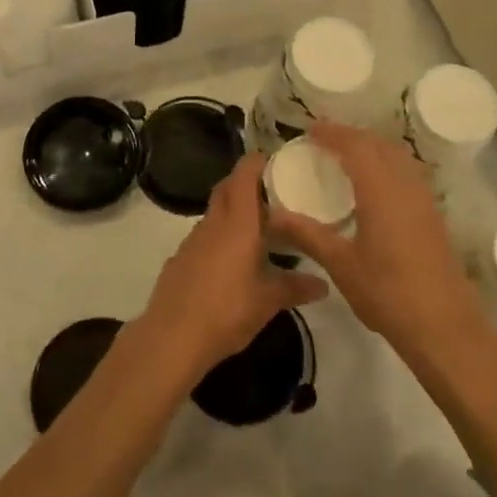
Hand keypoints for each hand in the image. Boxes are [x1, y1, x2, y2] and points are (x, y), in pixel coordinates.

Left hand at [137, 153, 329, 379]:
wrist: (172, 337)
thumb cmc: (227, 310)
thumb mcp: (268, 301)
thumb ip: (296, 287)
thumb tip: (324, 284)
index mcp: (238, 223)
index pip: (244, 175)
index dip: (256, 162)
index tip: (274, 159)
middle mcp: (213, 223)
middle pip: (227, 189)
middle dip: (245, 183)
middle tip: (272, 193)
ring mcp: (192, 240)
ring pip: (215, 214)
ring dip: (233, 213)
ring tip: (258, 230)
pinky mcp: (180, 259)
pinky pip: (204, 237)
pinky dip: (220, 238)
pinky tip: (232, 263)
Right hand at [269, 121, 491, 364]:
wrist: (444, 325)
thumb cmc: (387, 292)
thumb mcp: (339, 263)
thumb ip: (306, 234)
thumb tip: (271, 215)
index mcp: (380, 189)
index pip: (355, 145)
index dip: (332, 133)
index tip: (309, 130)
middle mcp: (405, 185)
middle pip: (379, 144)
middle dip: (351, 136)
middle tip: (324, 142)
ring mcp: (423, 199)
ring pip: (398, 156)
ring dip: (372, 148)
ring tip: (346, 158)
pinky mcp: (433, 215)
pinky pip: (407, 173)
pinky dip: (387, 165)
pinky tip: (373, 187)